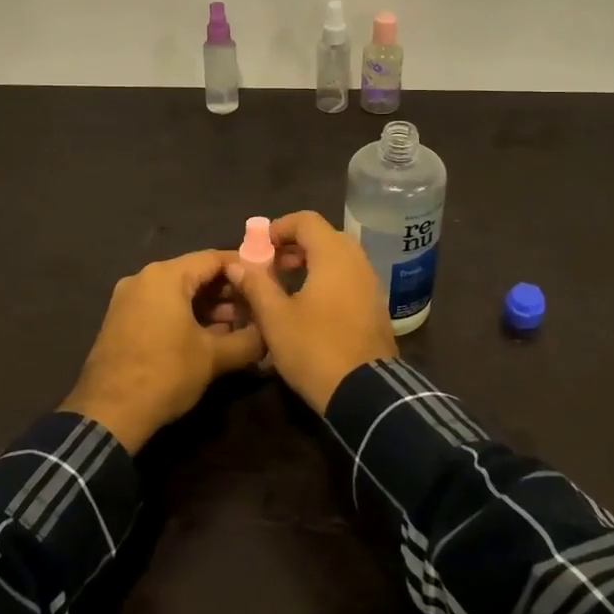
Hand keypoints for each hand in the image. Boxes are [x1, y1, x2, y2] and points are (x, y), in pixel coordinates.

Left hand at [63, 249, 265, 451]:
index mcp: (165, 276)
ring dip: (208, 306)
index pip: (213, 258)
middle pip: (194, 274)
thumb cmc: (165, 374)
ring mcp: (128, 299)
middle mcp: (144, 278)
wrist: (108, 414)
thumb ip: (248, 340)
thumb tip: (270, 335)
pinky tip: (208, 336)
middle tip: (256, 308)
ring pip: (177, 292)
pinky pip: (160, 306)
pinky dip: (185, 315)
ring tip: (237, 327)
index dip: (244, 268)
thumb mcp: (214, 358)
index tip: (267, 280)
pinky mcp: (121, 320)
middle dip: (227, 291)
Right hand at [225, 210, 397, 412]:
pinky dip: (327, 279)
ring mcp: (371, 284)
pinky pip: (349, 278)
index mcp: (334, 255)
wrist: (366, 392)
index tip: (258, 247)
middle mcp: (357, 261)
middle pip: (324, 236)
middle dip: (294, 246)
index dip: (279, 227)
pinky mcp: (376, 306)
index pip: (306, 220)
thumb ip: (256, 285)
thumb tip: (237, 264)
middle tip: (269, 266)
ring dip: (310, 263)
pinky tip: (309, 306)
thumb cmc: (315, 348)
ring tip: (285, 286)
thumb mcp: (276, 318)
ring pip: (338, 258)